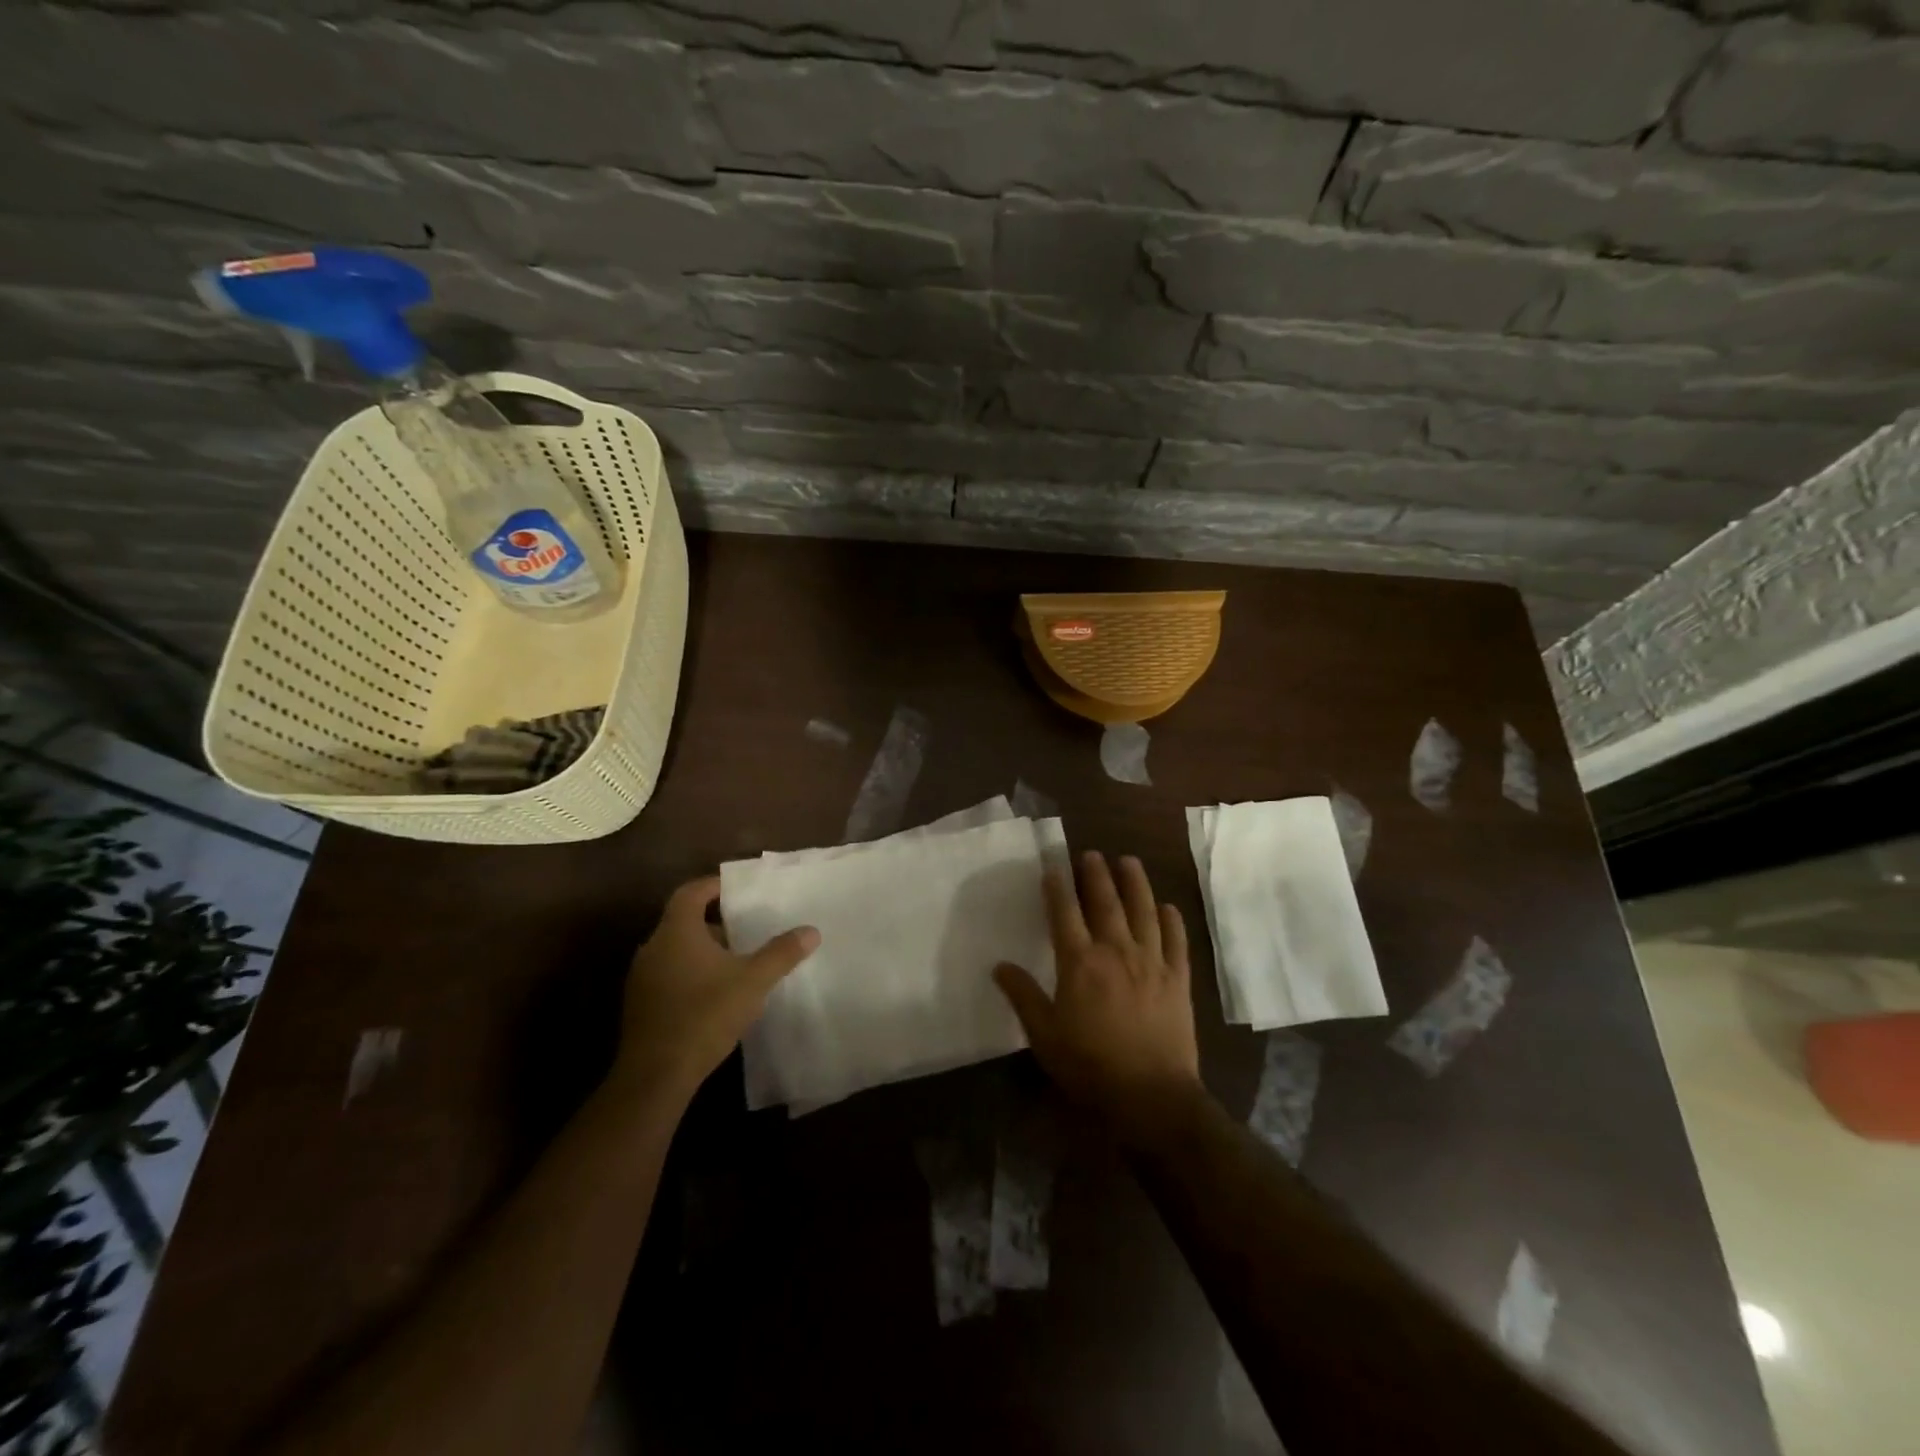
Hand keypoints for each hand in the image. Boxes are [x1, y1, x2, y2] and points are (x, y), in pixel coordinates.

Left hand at [614, 876, 818, 1102]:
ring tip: (735, 963)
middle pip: (683, 921)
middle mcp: (652, 948)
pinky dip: (690, 974)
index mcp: (676, 932)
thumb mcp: (753, 981)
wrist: (656, 1075)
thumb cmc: (705, 1015)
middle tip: (745, 930)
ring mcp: (641, 978)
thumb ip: (781, 953)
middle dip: (714, 923)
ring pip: (675, 951)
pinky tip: (713, 995)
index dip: (713, 886)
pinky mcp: (640, 1005)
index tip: (737, 889)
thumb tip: (811, 931)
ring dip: (702, 951)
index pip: (690, 892)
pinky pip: (667, 975)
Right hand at [994, 852, 1203, 1141]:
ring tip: (1129, 861)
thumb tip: (999, 966)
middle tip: (1091, 853)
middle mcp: (1116, 951)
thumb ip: (1023, 996)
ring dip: (1135, 883)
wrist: (1151, 1095)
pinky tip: (1167, 906)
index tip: (1053, 867)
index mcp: (1080, 962)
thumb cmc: (1090, 1066)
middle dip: (1096, 874)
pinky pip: (1176, 940)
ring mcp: (1151, 962)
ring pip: (1143, 911)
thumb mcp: (1044, 1035)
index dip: (1057, 887)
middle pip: (1105, 902)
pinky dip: (1172, 920)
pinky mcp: (1178, 979)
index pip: (1064, 913)